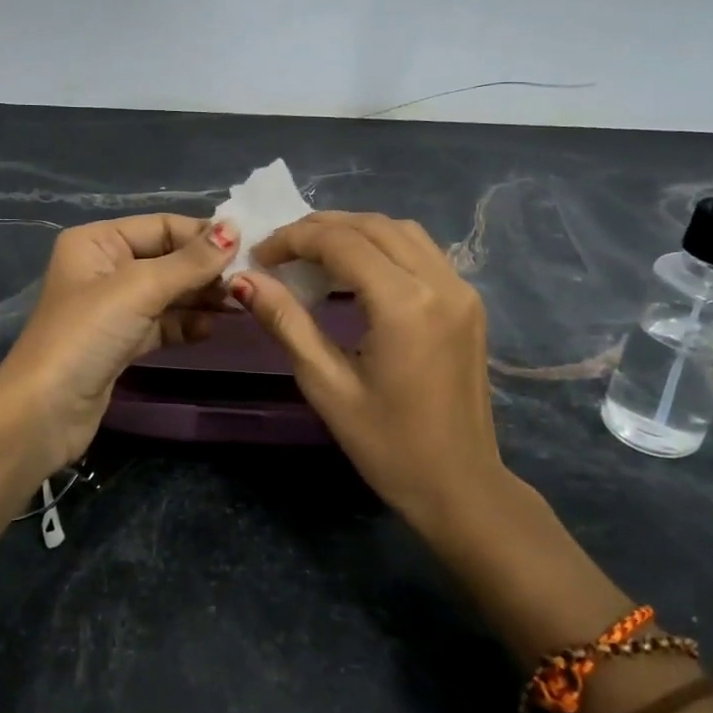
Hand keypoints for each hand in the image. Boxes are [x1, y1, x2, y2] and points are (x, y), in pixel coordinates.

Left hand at [0, 214, 236, 476]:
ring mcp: (112, 307)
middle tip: (249, 281)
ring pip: (168, 293)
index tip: (249, 248)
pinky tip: (210, 329)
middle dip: (205, 270)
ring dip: (201, 298)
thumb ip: (190, 261)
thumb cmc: (87, 335)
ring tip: (239, 305)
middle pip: (167, 259)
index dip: (204, 236)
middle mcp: (104, 267)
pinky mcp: (121, 341)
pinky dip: (186, 324)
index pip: (162, 226)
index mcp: (97, 241)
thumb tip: (235, 228)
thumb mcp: (140, 289)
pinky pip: (162, 323)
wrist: (45, 411)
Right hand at [231, 212, 510, 532]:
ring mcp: (462, 290)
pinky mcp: (469, 302)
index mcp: (405, 305)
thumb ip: (286, 322)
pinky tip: (357, 269)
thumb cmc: (388, 446)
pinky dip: (383, 245)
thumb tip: (243, 280)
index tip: (259, 254)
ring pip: (402, 231)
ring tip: (313, 253)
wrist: (461, 486)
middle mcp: (440, 283)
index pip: (342, 242)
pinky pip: (422, 251)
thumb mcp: (326, 385)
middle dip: (321, 228)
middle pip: (373, 226)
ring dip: (354, 230)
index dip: (294, 239)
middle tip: (280, 249)